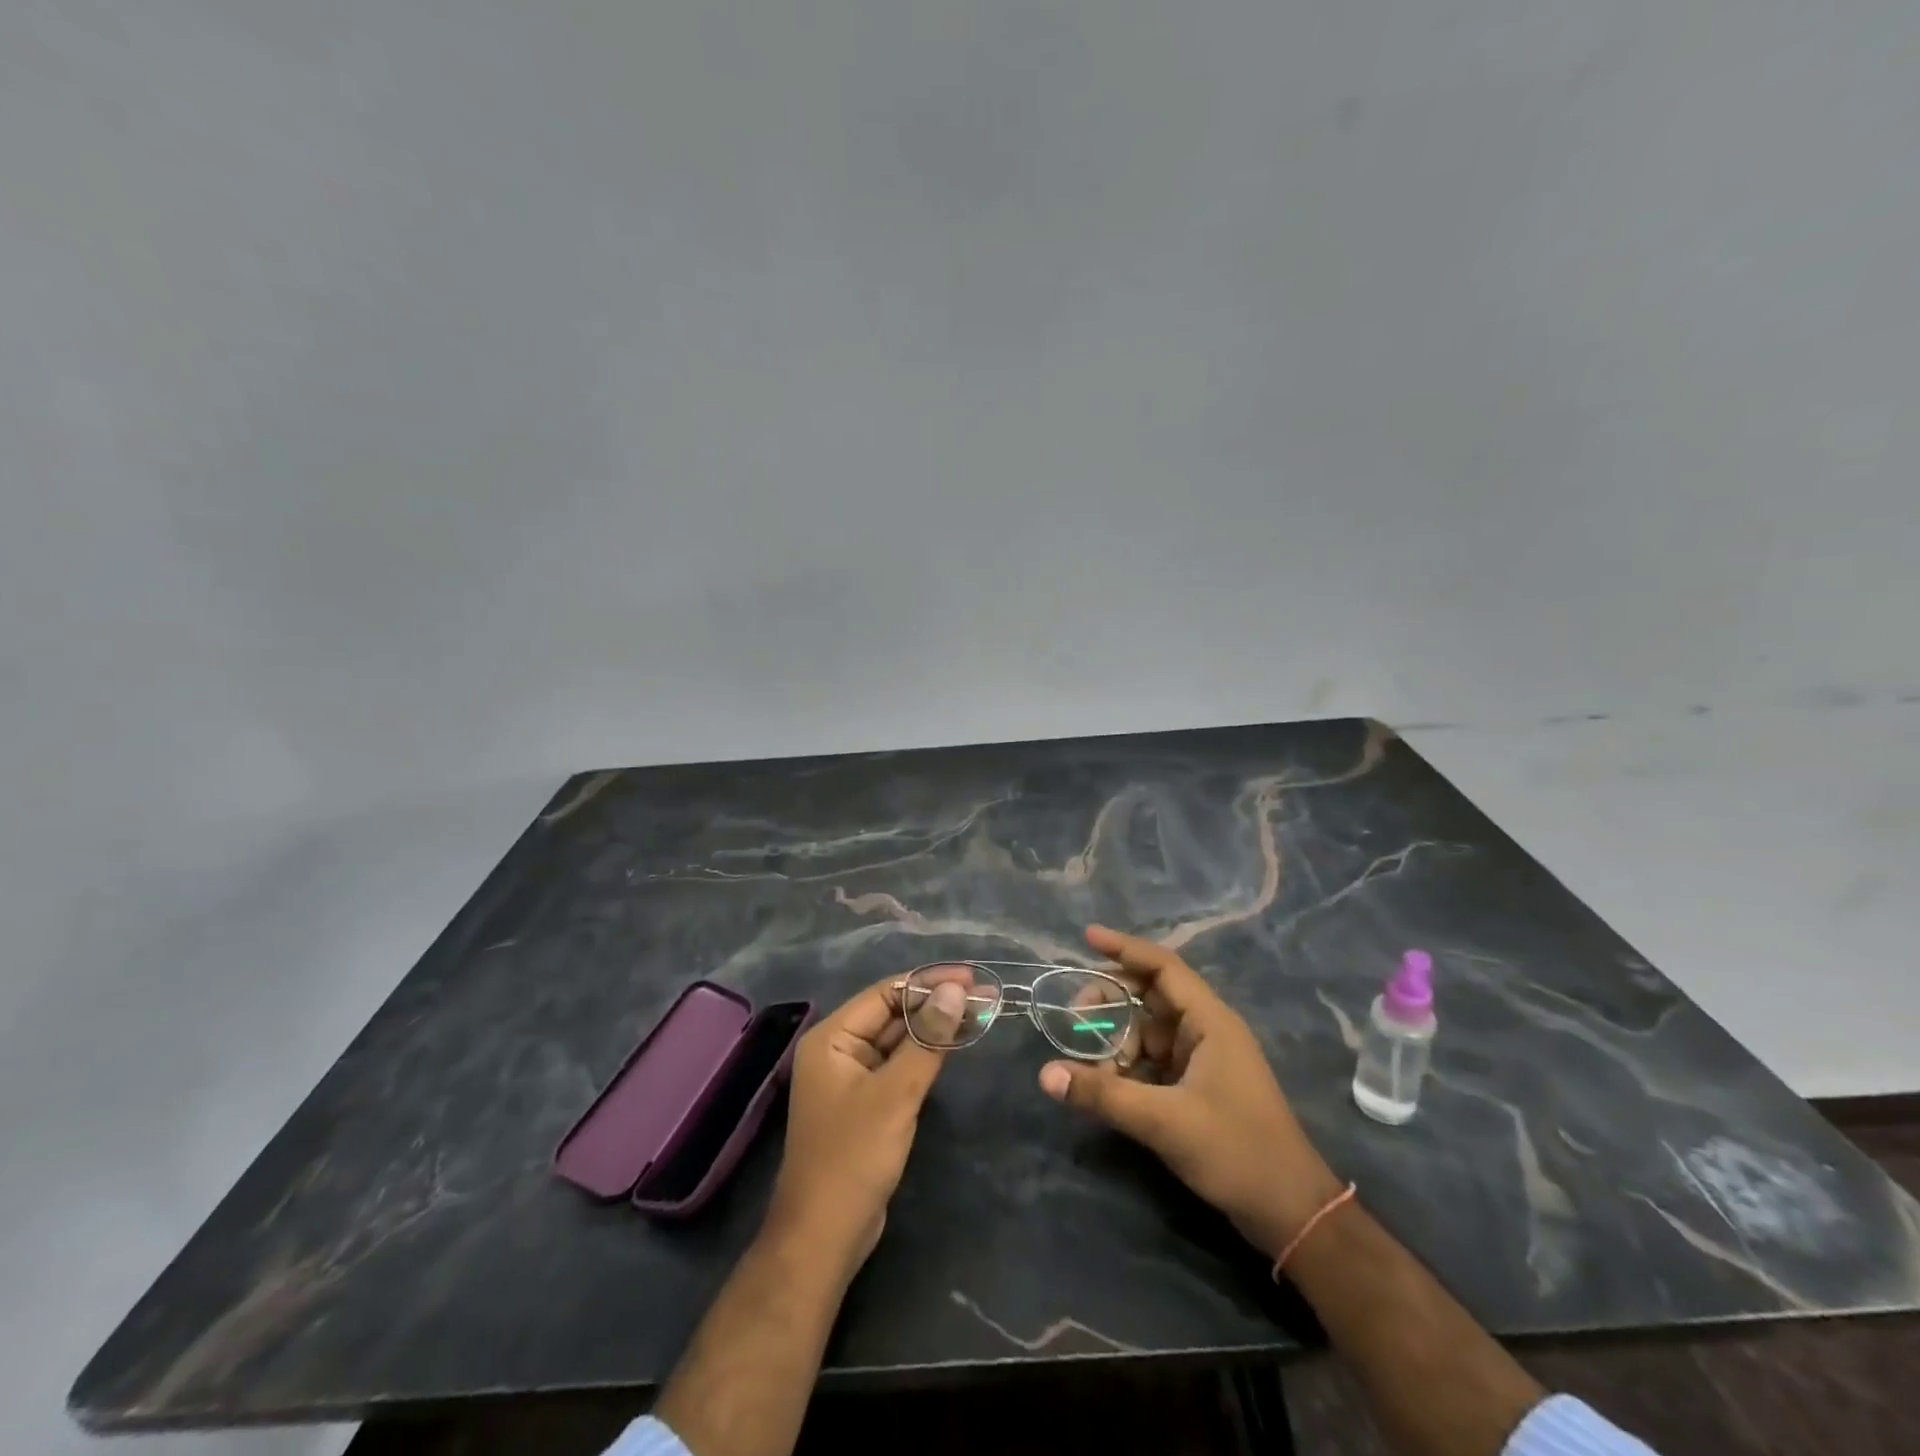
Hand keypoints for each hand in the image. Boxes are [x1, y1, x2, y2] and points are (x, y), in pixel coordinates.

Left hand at [768, 975, 965, 1272]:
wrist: (824, 1236)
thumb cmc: (853, 1156)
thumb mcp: (895, 1094)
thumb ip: (927, 1039)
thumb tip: (955, 990)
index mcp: (832, 1038)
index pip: (885, 993)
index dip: (928, 983)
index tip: (972, 979)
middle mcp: (838, 1049)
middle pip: (892, 1014)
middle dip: (936, 1004)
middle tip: (984, 997)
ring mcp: (851, 1077)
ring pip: (898, 1040)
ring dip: (934, 1028)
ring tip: (979, 1014)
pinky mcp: (866, 1103)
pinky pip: (898, 1066)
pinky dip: (925, 1054)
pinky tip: (955, 1045)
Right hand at [1038, 925, 1344, 1257]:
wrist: (1292, 1213)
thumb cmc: (1236, 1152)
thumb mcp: (1164, 1121)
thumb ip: (1104, 1094)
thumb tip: (1045, 1074)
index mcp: (1210, 1021)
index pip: (1162, 967)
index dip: (1125, 948)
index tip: (1087, 938)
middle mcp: (1206, 1030)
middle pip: (1149, 997)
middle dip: (1110, 1005)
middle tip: (1075, 1023)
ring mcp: (1203, 1058)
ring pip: (1148, 1031)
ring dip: (1117, 1042)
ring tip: (1092, 1069)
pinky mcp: (1198, 1086)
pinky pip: (1154, 1060)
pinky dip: (1129, 1066)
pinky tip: (1108, 1085)